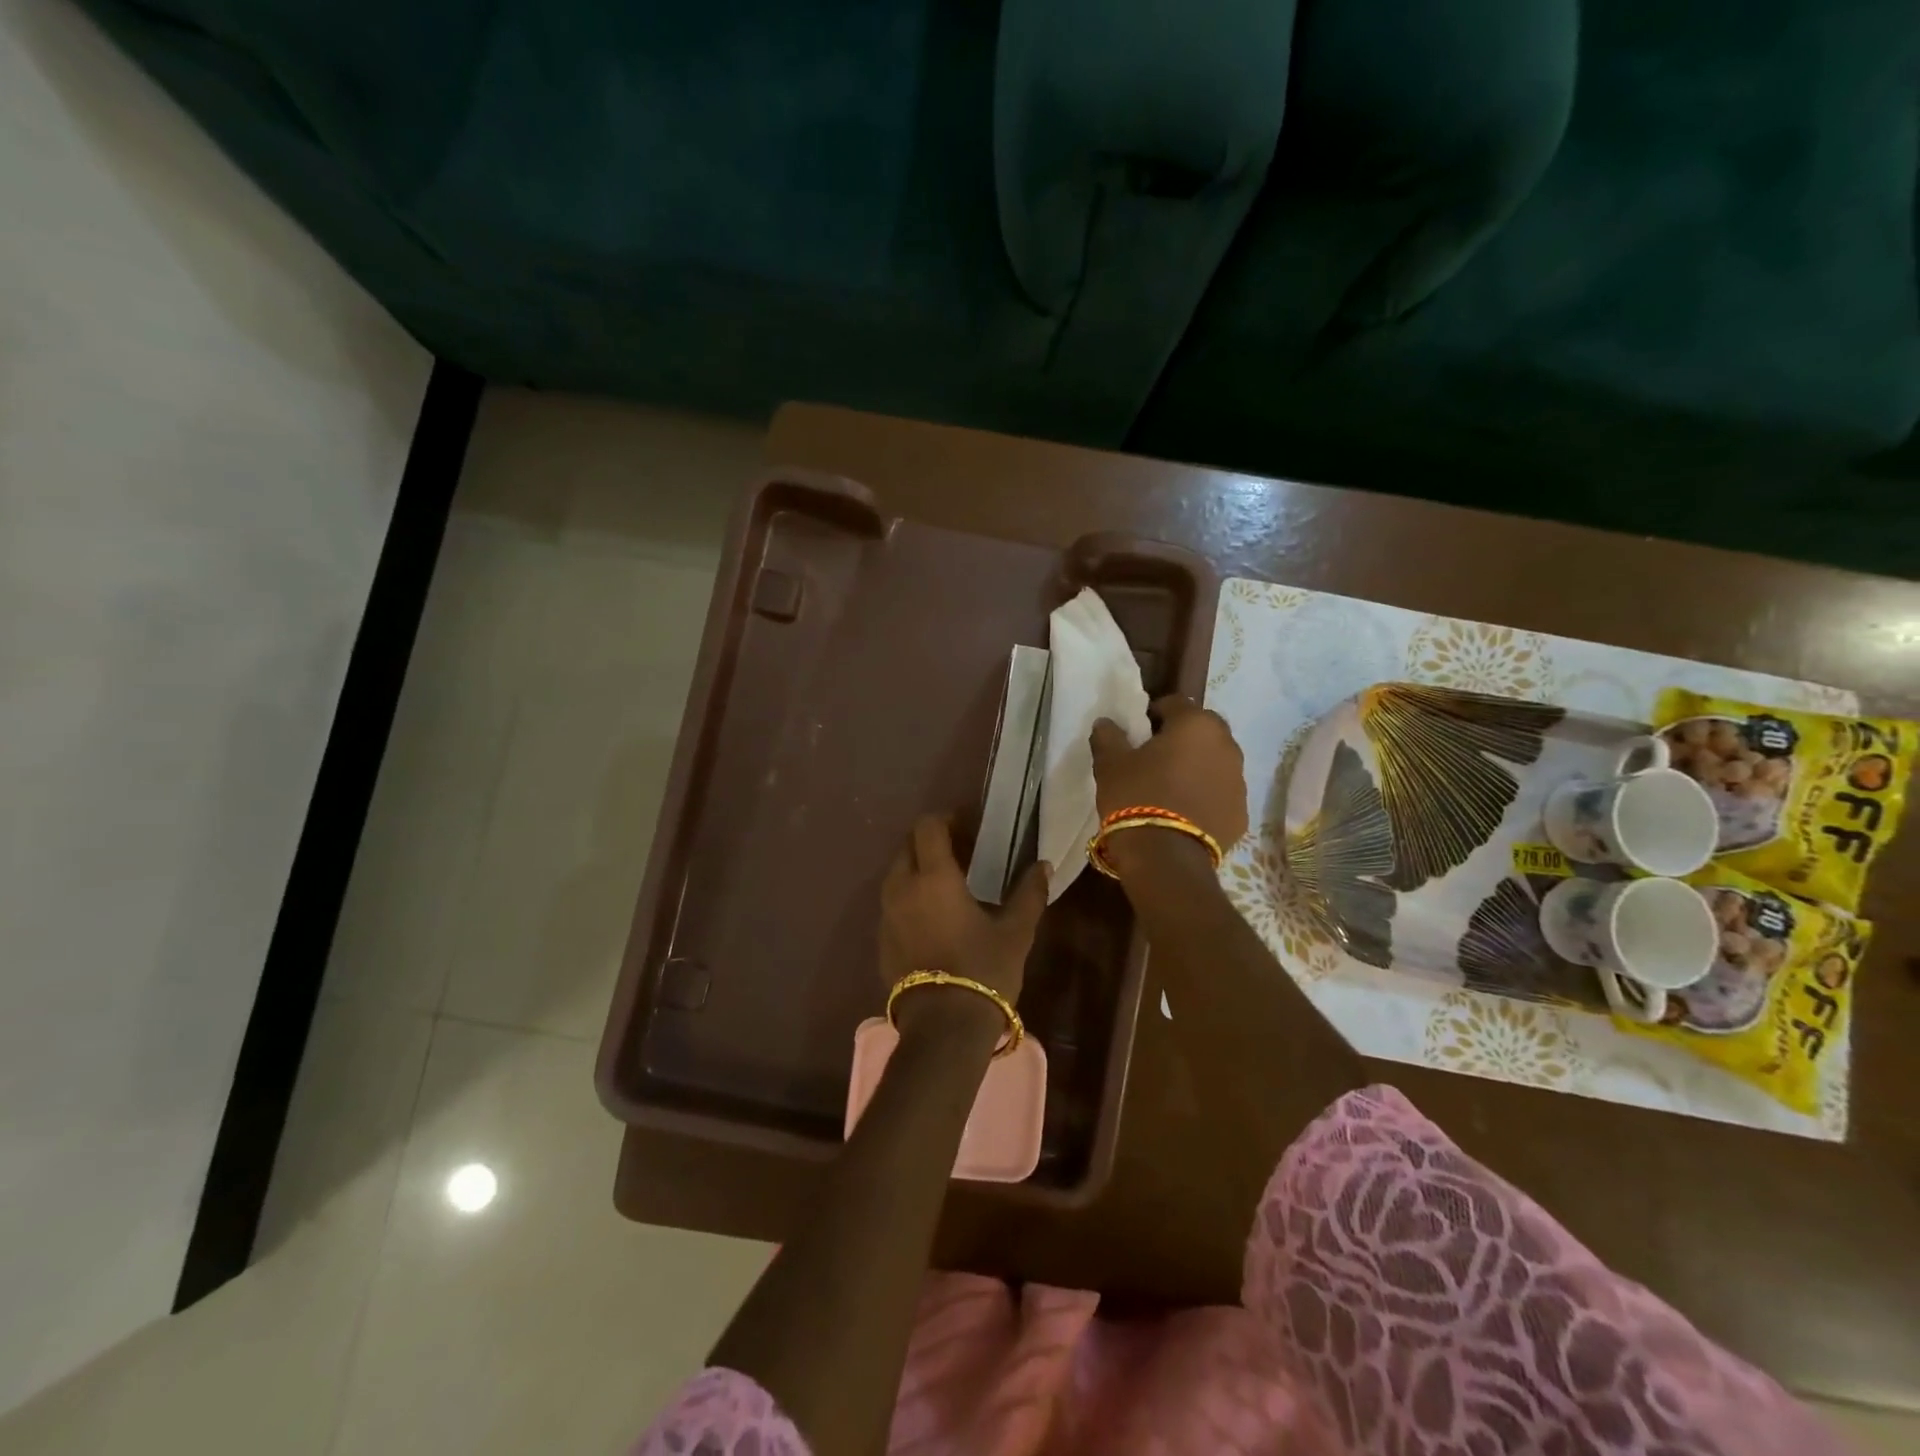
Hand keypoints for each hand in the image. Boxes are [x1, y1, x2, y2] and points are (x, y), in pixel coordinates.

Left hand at [879, 815, 1049, 1043]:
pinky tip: (935, 918)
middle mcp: (902, 888)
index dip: (946, 819)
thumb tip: (1043, 866)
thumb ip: (1029, 893)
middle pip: (908, 846)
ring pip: (897, 875)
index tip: (969, 826)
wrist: (943, 1028)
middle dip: (931, 842)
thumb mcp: (1015, 932)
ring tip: (949, 885)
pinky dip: (910, 897)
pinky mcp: (881, 940)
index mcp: (933, 877)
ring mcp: (886, 915)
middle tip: (962, 854)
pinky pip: (893, 903)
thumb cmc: (983, 971)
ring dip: (919, 869)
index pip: (928, 826)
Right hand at [1090, 696, 1248, 876]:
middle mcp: (1227, 746)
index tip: (1137, 732)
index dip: (1153, 714)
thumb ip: (1108, 736)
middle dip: (1181, 739)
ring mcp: (1239, 781)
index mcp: (1196, 724)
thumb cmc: (1136, 797)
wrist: (1166, 858)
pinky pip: (1221, 794)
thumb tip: (1106, 723)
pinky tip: (1184, 812)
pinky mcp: (1242, 813)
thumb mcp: (1111, 764)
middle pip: (1201, 731)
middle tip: (1154, 758)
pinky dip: (1206, 796)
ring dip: (1196, 767)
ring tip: (1170, 788)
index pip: (1174, 703)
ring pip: (1215, 762)